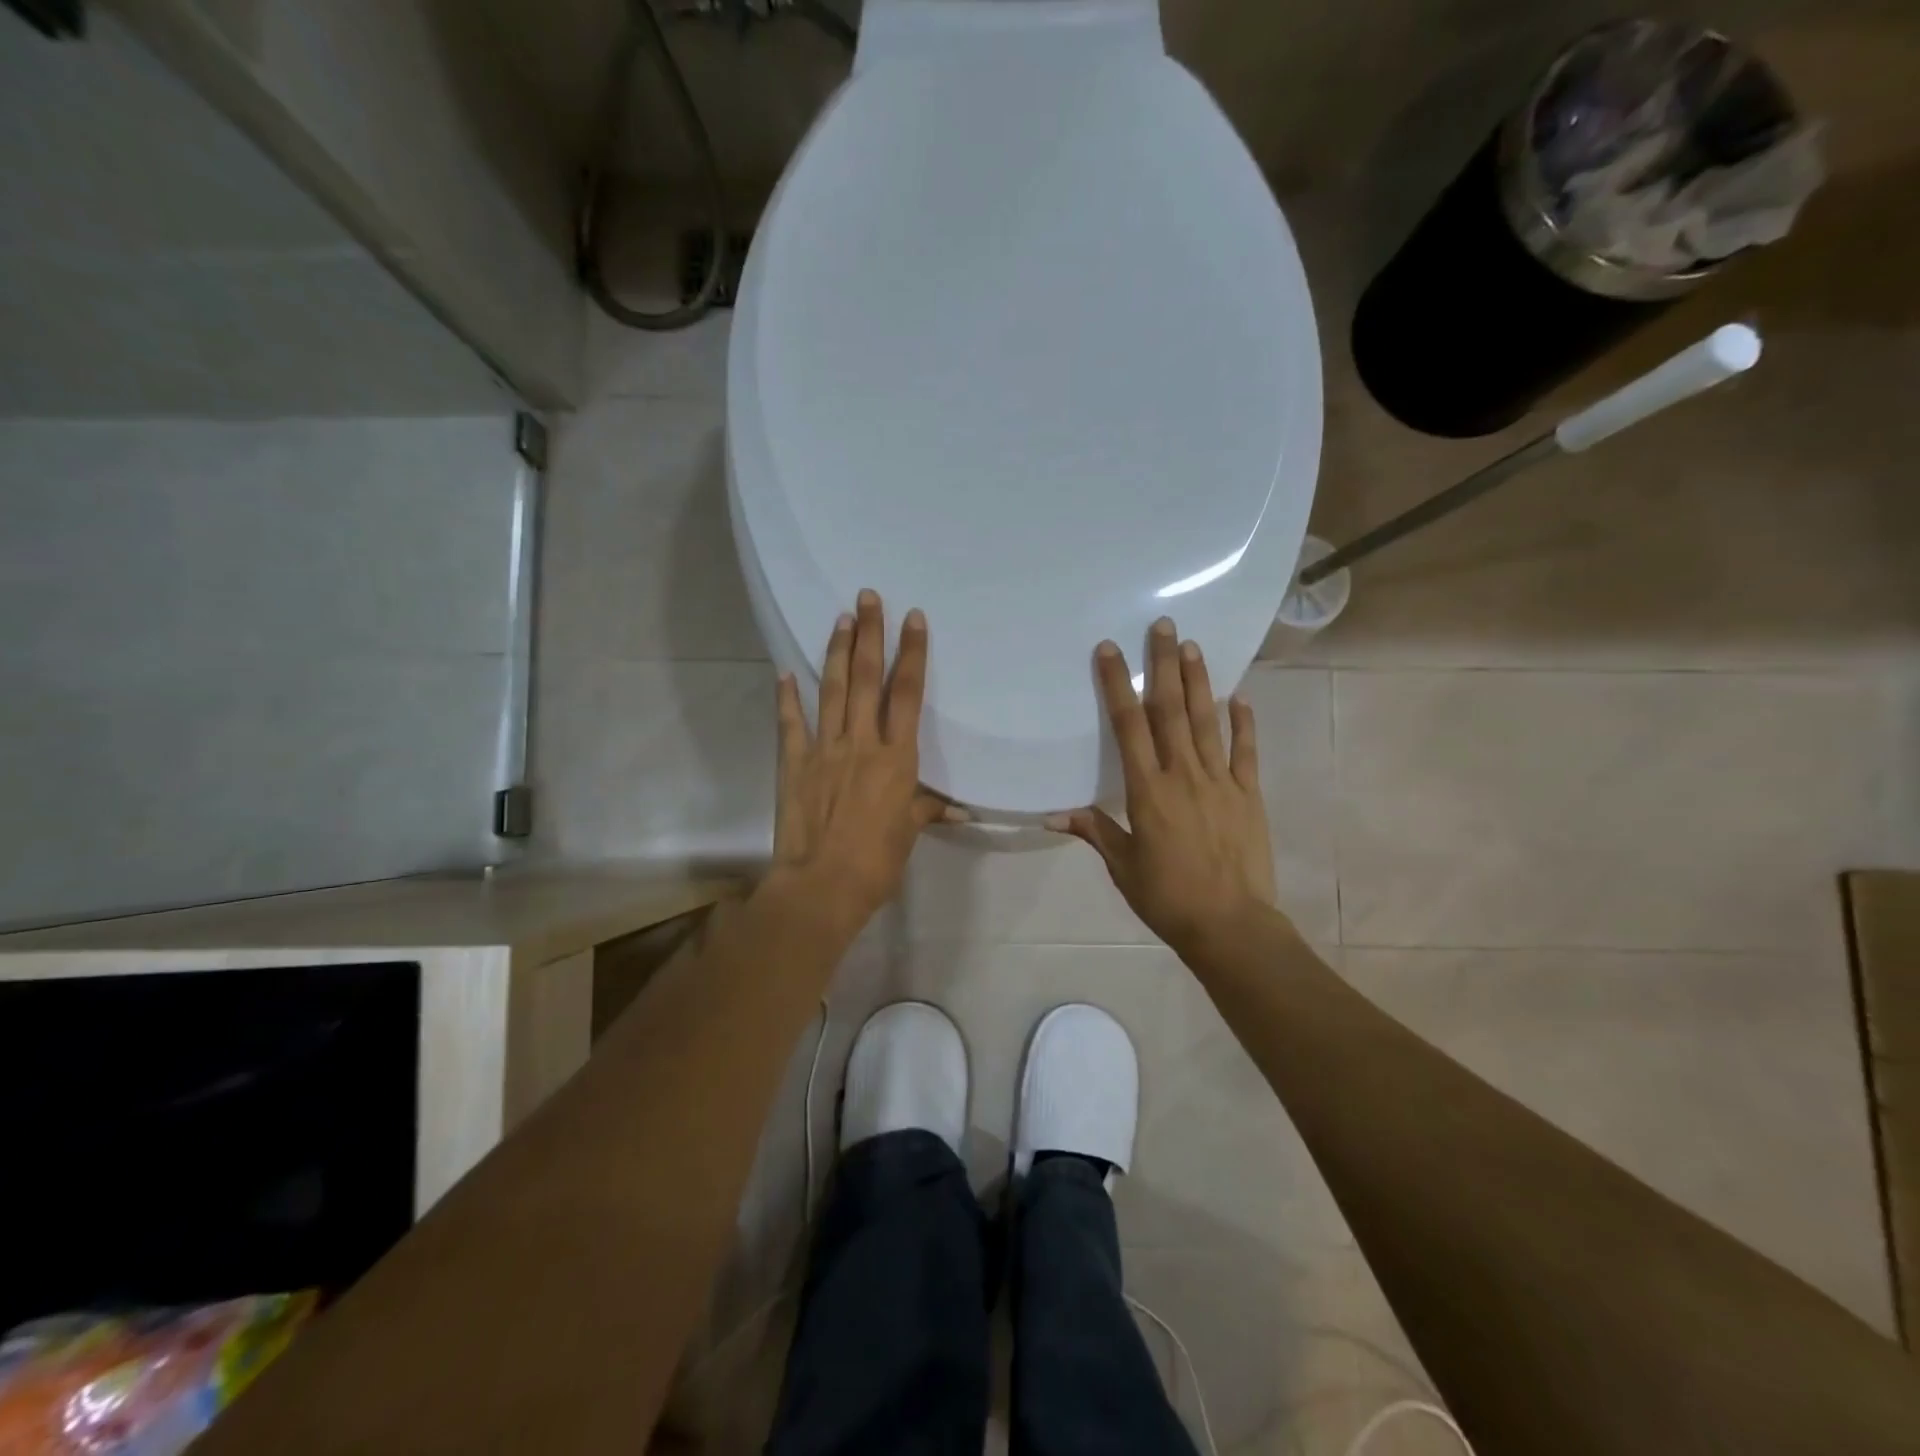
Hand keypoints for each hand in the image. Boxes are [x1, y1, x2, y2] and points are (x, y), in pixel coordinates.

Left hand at [770, 589, 953, 934]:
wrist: (821, 886)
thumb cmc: (876, 863)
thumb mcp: (909, 833)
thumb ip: (926, 809)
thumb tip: (956, 809)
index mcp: (896, 758)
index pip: (906, 694)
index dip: (912, 654)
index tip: (913, 618)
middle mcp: (861, 743)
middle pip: (866, 679)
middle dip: (869, 634)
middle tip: (867, 596)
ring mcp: (824, 750)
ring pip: (832, 691)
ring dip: (837, 652)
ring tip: (840, 617)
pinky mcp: (793, 764)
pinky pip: (791, 724)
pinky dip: (787, 698)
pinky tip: (785, 673)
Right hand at [1048, 617, 1279, 954]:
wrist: (1231, 925)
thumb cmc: (1168, 897)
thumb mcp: (1123, 867)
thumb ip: (1095, 831)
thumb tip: (1053, 814)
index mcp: (1147, 791)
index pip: (1128, 726)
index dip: (1118, 685)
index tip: (1111, 650)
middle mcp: (1183, 775)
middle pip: (1170, 710)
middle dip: (1163, 665)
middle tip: (1163, 625)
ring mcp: (1220, 781)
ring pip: (1206, 721)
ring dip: (1198, 682)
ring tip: (1191, 645)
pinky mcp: (1248, 795)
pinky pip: (1245, 752)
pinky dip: (1244, 723)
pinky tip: (1240, 696)